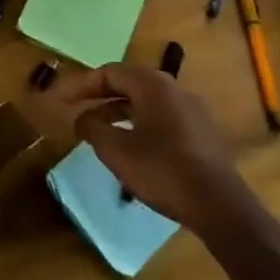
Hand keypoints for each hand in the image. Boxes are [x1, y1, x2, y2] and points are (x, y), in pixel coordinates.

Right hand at [58, 63, 252, 235]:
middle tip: (74, 110)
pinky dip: (137, 123)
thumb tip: (82, 118)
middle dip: (98, 96)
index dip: (80, 85)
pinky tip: (128, 145)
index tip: (59, 99)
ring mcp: (191, 109)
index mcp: (152, 85)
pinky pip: (160, 116)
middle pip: (127, 83)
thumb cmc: (163, 171)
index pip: (109, 73)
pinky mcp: (200, 131)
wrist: (220, 206)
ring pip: (144, 101)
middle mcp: (173, 88)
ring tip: (97, 130)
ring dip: (117, 111)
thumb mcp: (116, 151)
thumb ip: (93, 128)